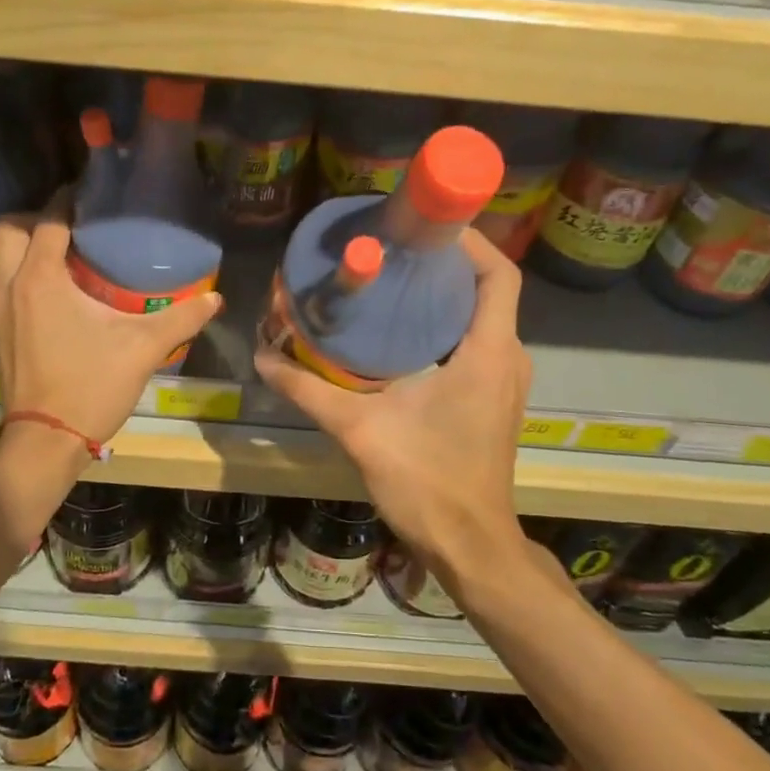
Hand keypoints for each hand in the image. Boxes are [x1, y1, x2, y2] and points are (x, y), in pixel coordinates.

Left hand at [0, 196, 223, 452]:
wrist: (45, 442)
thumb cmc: (91, 386)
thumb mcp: (142, 349)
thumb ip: (181, 318)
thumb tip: (216, 299)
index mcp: (40, 278)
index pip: (49, 219)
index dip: (69, 201)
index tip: (93, 197)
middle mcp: (8, 284)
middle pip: (10, 226)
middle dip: (37, 217)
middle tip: (74, 227)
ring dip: (24, 245)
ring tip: (64, 253)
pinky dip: (18, 272)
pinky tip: (52, 290)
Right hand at [255, 229, 531, 589]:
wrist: (468, 544)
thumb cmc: (426, 481)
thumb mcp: (360, 429)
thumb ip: (308, 389)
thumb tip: (262, 355)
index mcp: (488, 352)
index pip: (498, 274)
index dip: (468, 241)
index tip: (421, 225)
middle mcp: (507, 357)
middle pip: (486, 288)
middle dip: (444, 262)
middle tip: (390, 248)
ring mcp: (504, 379)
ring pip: (481, 314)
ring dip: (443, 293)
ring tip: (391, 279)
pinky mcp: (493, 396)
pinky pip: (476, 340)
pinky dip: (445, 322)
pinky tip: (401, 329)